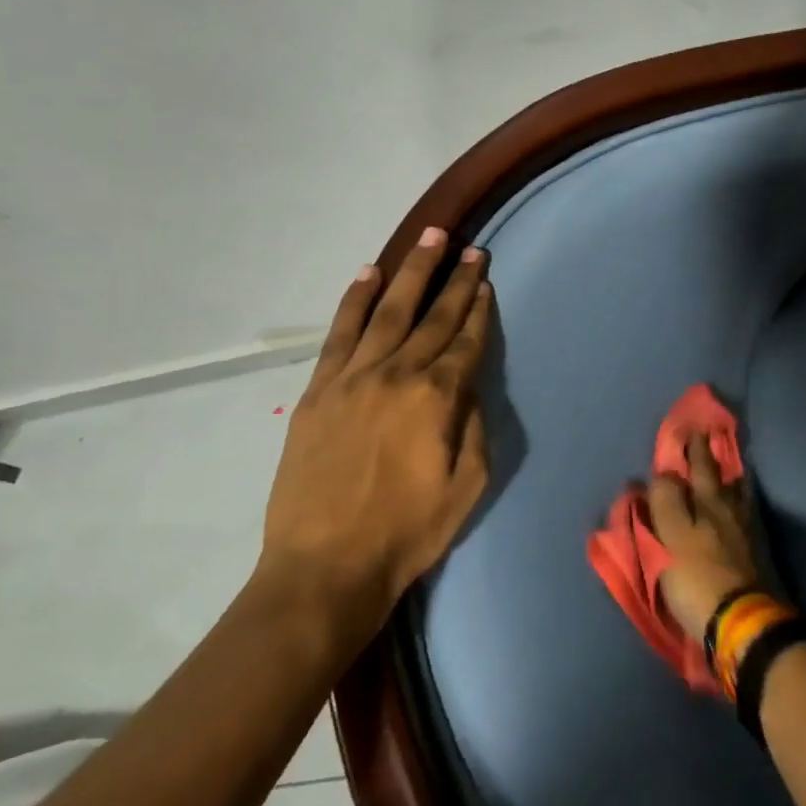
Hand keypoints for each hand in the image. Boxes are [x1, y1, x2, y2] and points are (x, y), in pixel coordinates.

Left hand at [261, 227, 491, 634]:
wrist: (325, 568)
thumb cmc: (407, 532)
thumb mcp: (468, 486)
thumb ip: (475, 426)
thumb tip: (468, 385)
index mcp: (436, 398)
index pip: (465, 339)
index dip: (479, 307)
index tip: (486, 278)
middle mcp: (396, 375)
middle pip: (433, 316)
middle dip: (455, 278)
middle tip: (469, 246)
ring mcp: (352, 378)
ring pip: (387, 311)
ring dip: (410, 271)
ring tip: (429, 238)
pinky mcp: (318, 390)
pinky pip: (340, 333)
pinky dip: (355, 300)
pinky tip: (368, 274)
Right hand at [649, 431, 760, 637]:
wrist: (740, 621)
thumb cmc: (697, 577)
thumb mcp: (669, 538)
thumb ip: (665, 502)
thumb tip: (663, 473)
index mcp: (707, 503)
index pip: (697, 468)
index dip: (692, 449)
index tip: (690, 429)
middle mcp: (729, 509)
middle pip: (720, 477)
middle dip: (711, 457)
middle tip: (708, 437)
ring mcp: (744, 531)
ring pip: (736, 495)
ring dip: (729, 478)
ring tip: (725, 468)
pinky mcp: (753, 553)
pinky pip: (744, 513)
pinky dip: (739, 501)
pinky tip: (738, 504)